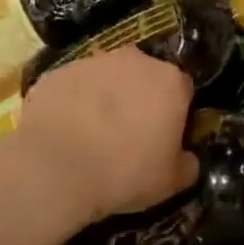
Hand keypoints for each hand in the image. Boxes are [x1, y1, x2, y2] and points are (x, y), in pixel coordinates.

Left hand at [14, 47, 198, 225]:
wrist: (56, 168)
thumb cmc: (124, 173)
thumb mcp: (170, 183)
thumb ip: (187, 165)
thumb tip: (188, 159)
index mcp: (170, 82)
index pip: (183, 90)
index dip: (175, 113)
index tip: (164, 137)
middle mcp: (137, 60)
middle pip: (145, 76)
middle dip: (140, 98)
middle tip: (128, 134)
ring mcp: (95, 61)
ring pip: (108, 77)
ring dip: (105, 97)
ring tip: (91, 134)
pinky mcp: (61, 70)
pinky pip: (75, 85)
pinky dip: (74, 102)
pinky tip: (64, 131)